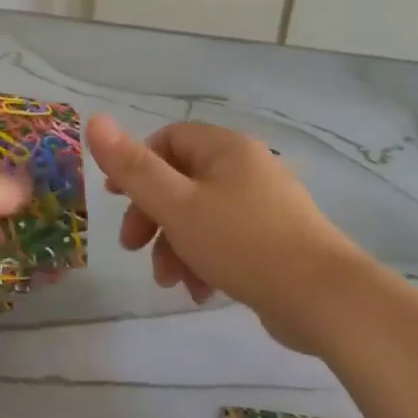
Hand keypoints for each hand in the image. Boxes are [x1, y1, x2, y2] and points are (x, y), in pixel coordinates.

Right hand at [86, 116, 365, 354]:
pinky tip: (200, 293)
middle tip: (133, 248)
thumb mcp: (178, 205)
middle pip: (182, 181)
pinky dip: (204, 261)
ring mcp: (263, 206)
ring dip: (175, 247)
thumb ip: (134, 167)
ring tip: (170, 282)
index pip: (169, 139)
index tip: (116, 199)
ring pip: (201, 216)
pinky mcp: (273, 240)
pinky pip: (225, 240)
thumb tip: (95, 120)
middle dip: (153, 216)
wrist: (322, 298)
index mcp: (226, 150)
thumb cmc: (242, 243)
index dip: (137, 165)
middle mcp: (247, 169)